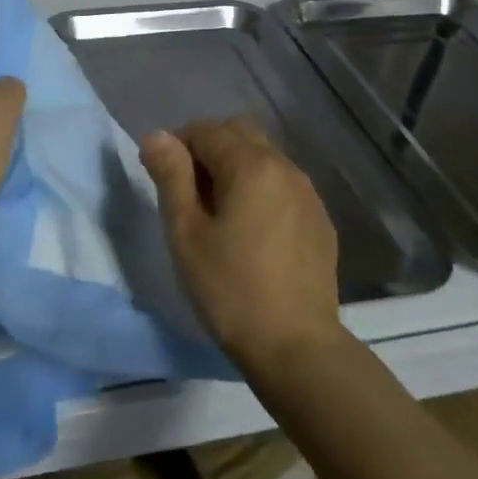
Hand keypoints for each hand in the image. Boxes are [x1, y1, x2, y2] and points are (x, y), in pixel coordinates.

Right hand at [141, 118, 342, 374]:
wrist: (297, 348)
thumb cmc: (230, 289)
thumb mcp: (186, 232)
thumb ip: (171, 175)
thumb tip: (157, 135)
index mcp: (250, 165)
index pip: (205, 130)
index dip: (178, 146)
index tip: (165, 180)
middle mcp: (284, 167)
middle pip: (239, 134)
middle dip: (208, 149)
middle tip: (189, 193)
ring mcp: (308, 193)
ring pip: (264, 157)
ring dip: (236, 168)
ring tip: (219, 214)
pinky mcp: (320, 220)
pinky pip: (283, 185)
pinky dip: (261, 190)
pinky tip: (252, 232)